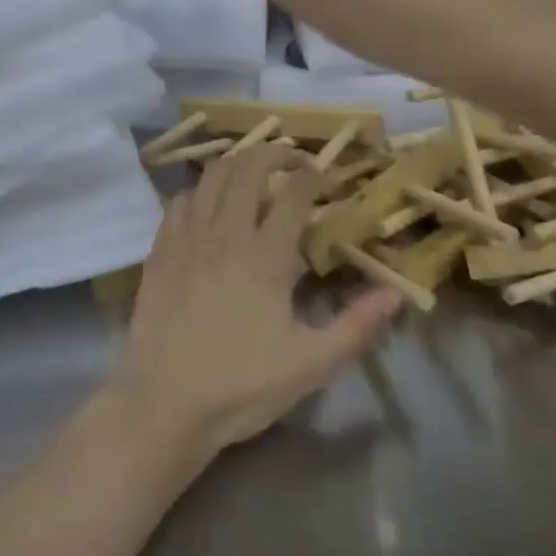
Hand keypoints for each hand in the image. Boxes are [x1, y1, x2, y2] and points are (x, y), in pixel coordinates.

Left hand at [115, 147, 401, 457]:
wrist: (163, 403)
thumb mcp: (310, 365)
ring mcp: (188, 237)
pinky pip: (180, 200)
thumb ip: (356, 327)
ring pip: (212, 175)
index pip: (294, 194)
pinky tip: (209, 205)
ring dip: (237, 162)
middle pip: (249, 167)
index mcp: (266, 255)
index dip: (314, 176)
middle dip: (276, 152)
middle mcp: (226, 232)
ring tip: (254, 171)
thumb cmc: (241, 385)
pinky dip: (200, 191)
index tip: (327, 176)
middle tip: (294, 161)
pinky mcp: (160, 249)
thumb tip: (395, 294)